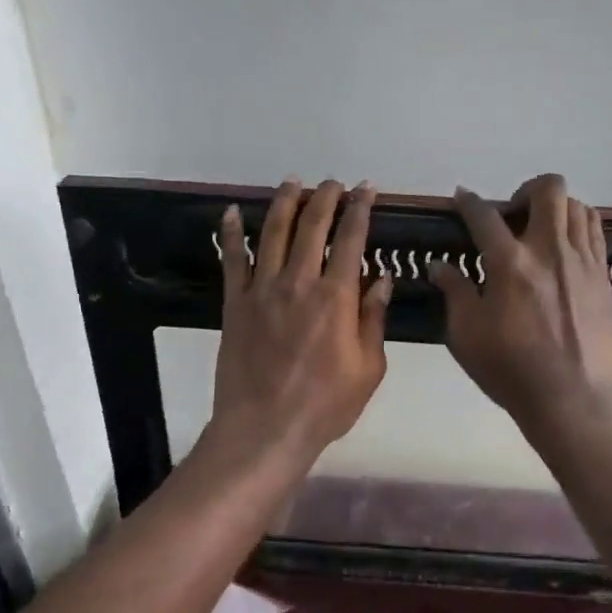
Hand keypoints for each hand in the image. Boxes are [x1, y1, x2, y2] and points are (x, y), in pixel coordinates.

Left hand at [208, 178, 392, 473]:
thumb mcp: (368, 368)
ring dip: (284, 202)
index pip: (351, 239)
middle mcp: (298, 282)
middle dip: (325, 198)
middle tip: (333, 183)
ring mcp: (262, 290)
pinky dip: (229, 233)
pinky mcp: (234, 304)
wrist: (264, 429)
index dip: (360, 209)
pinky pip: (231, 260)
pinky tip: (230, 212)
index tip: (366, 189)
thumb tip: (382, 279)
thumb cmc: (325, 405)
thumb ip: (374, 319)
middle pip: (311, 226)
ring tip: (293, 182)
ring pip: (271, 232)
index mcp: (336, 297)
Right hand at [430, 174, 611, 437]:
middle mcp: (550, 250)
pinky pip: (595, 230)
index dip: (468, 201)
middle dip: (525, 191)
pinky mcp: (602, 275)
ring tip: (540, 229)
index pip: (484, 216)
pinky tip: (564, 246)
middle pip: (548, 189)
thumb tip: (439, 265)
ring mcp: (582, 260)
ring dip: (555, 207)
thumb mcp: (466, 335)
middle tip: (511, 216)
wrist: (573, 398)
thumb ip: (455, 292)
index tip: (461, 197)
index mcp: (511, 263)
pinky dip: (577, 225)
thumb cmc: (511, 370)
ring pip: (577, 205)